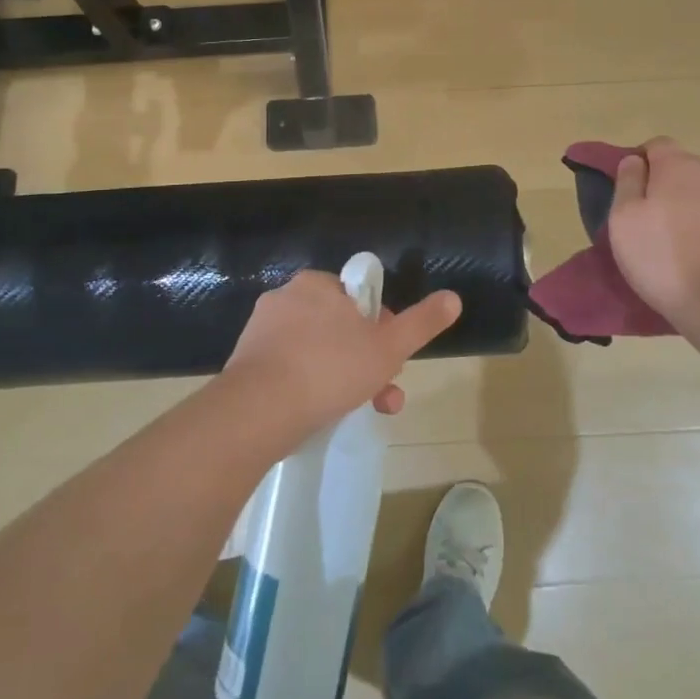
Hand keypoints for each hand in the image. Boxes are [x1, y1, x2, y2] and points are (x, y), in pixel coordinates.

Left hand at [221, 272, 461, 446]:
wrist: (258, 410)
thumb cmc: (330, 368)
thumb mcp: (388, 346)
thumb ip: (422, 322)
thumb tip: (454, 297)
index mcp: (317, 284)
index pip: (358, 299)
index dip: (380, 328)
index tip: (389, 359)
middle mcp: (286, 298)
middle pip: (338, 328)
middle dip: (366, 361)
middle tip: (381, 394)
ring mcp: (261, 331)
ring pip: (315, 352)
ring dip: (342, 378)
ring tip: (358, 412)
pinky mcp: (245, 363)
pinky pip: (288, 369)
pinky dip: (308, 387)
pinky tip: (319, 414)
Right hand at [608, 138, 699, 325]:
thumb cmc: (662, 254)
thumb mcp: (624, 217)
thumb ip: (626, 182)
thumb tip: (634, 161)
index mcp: (677, 165)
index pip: (655, 144)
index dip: (637, 161)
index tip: (624, 188)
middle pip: (678, 167)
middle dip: (658, 183)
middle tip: (639, 215)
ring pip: (695, 193)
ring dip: (678, 207)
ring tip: (660, 238)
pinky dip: (695, 227)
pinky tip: (685, 253)